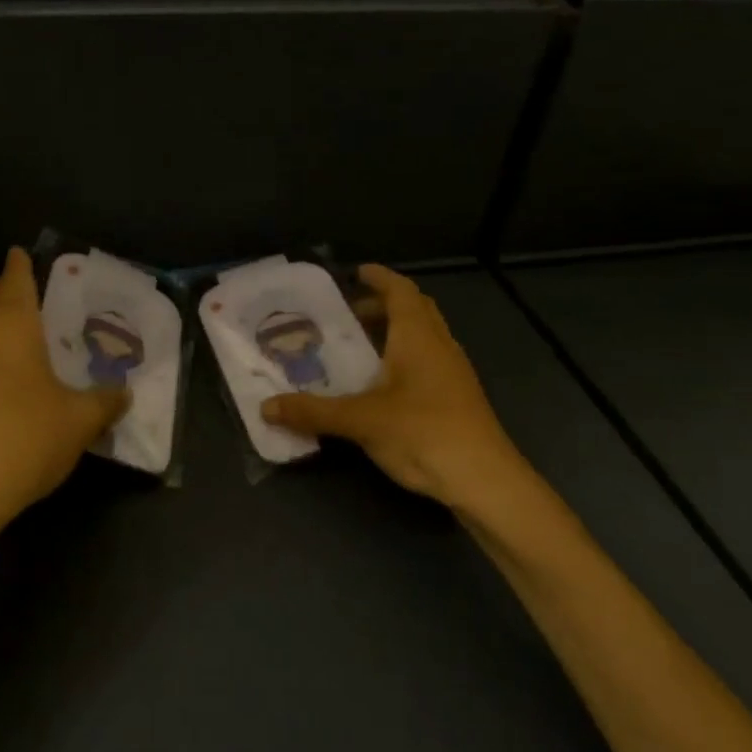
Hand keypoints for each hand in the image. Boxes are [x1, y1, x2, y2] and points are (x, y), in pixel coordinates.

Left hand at [0, 247, 127, 528]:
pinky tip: (2, 389)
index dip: (19, 264)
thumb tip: (123, 393)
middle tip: (18, 301)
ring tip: (17, 349)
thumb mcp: (81, 420)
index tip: (21, 253)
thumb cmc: (27, 436)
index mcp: (12, 327)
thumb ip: (105, 401)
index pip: (14, 281)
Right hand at [261, 265, 523, 512]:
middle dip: (382, 305)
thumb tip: (266, 407)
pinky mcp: (456, 398)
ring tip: (358, 348)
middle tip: (347, 314)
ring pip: (423, 337)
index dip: (380, 277)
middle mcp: (439, 345)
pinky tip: (381, 385)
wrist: (485, 480)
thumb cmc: (424, 433)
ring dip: (394, 332)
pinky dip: (403, 358)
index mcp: (418, 337)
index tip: (356, 272)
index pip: (401, 291)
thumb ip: (313, 411)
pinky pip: (427, 361)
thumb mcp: (361, 420)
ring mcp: (453, 372)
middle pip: (415, 310)